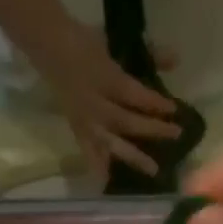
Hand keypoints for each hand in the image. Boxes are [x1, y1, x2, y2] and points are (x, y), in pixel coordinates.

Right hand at [31, 20, 181, 184]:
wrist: (47, 45)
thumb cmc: (83, 41)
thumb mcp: (114, 41)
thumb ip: (146, 52)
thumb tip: (176, 60)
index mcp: (103, 77)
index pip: (132, 93)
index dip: (153, 102)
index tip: (174, 109)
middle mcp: (94, 103)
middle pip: (124, 121)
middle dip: (151, 129)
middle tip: (175, 135)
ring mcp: (84, 118)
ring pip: (111, 141)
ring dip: (133, 156)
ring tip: (152, 171)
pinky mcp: (77, 128)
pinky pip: (89, 151)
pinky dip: (98, 166)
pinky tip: (108, 182)